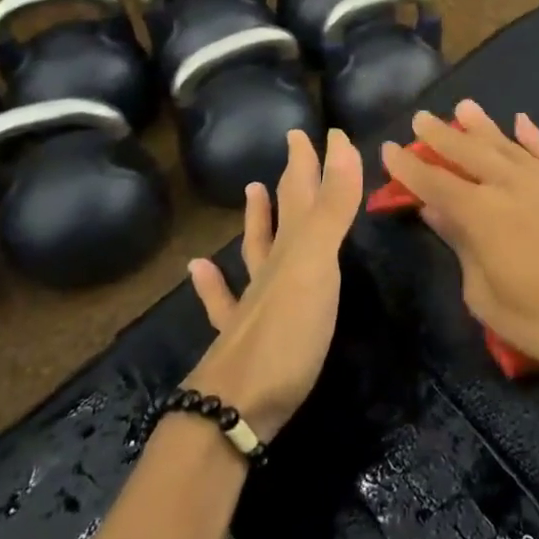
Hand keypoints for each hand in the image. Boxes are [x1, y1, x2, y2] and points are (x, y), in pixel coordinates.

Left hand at [182, 129, 361, 439]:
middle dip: (294, 177)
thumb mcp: (317, 263)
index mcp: (292, 248)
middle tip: (294, 145)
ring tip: (252, 188)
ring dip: (257, 218)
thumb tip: (340, 143)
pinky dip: (212, 281)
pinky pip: (223, 300)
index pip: (305, 191)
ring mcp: (251, 303)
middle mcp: (271, 267)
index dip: (315, 159)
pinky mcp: (240, 338)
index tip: (325, 131)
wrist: (234, 408)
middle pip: (284, 213)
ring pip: (254, 249)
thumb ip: (332, 208)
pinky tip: (198, 268)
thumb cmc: (287, 332)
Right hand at [380, 100, 538, 372]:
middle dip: (440, 136)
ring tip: (463, 107)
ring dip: (481, 125)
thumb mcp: (491, 301)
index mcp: (482, 215)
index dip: (410, 167)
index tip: (390, 149)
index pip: (435, 183)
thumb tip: (438, 213)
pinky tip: (521, 122)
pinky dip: (533, 134)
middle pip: (467, 152)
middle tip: (421, 118)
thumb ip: (463, 251)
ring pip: (506, 143)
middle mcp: (511, 185)